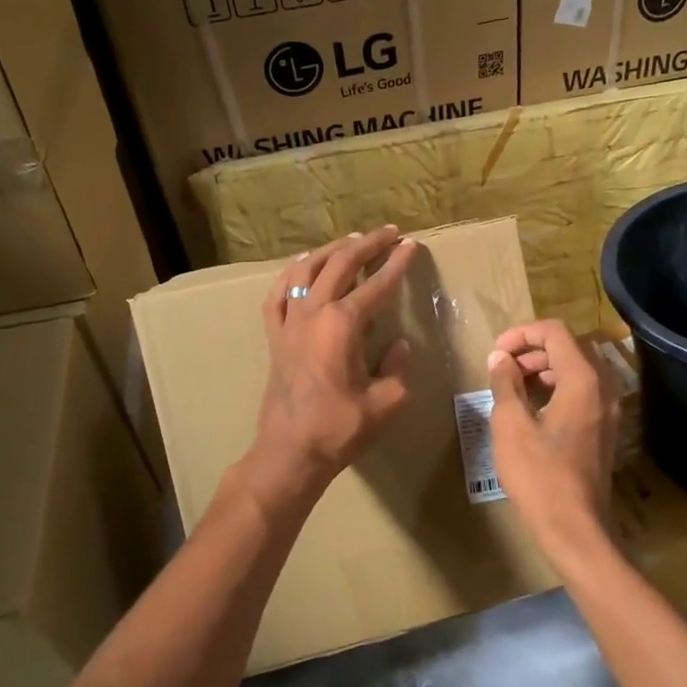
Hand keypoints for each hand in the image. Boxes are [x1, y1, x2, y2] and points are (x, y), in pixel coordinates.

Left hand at [246, 226, 417, 506]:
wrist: (289, 452)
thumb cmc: (339, 429)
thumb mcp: (386, 402)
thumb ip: (397, 368)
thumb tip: (399, 345)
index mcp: (342, 324)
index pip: (376, 285)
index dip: (397, 264)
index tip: (412, 245)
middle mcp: (313, 313)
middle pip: (340, 264)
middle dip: (366, 244)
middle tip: (388, 233)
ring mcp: (289, 322)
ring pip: (306, 270)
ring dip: (330, 251)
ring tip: (350, 240)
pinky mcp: (274, 335)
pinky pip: (278, 294)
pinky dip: (292, 274)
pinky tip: (302, 267)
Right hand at [486, 320, 620, 564]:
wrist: (575, 528)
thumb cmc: (539, 474)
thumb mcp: (511, 424)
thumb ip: (505, 383)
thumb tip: (500, 358)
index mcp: (583, 379)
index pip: (555, 332)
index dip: (522, 334)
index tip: (496, 351)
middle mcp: (603, 387)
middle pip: (569, 347)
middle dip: (533, 350)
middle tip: (503, 368)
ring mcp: (609, 409)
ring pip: (577, 369)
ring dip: (545, 368)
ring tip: (513, 385)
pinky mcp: (605, 428)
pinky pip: (583, 391)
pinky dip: (557, 387)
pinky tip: (533, 407)